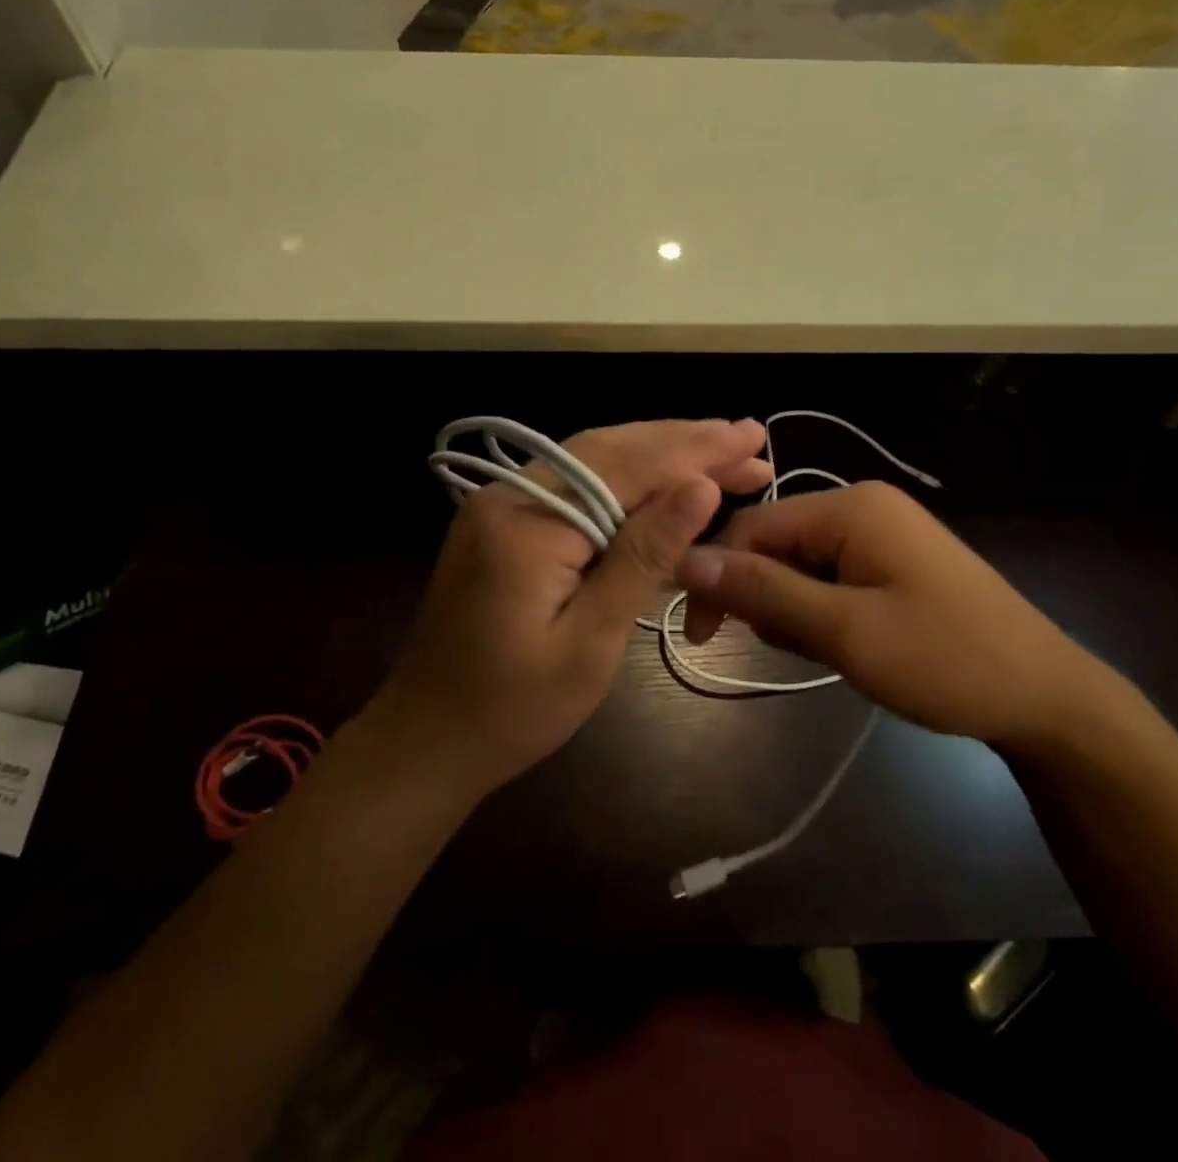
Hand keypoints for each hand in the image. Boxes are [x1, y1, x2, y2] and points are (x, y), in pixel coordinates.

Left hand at [371, 419, 773, 799]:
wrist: (424, 739)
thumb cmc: (513, 709)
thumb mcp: (591, 642)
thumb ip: (644, 556)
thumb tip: (701, 486)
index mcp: (529, 521)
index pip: (628, 466)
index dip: (696, 451)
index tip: (753, 439)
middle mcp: (510, 494)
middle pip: (610, 449)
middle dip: (683, 442)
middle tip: (748, 440)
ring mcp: (500, 504)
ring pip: (591, 458)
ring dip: (656, 452)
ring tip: (718, 450)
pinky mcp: (502, 521)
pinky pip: (573, 482)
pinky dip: (623, 475)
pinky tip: (658, 478)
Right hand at [676, 482, 1111, 753]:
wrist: (1048, 699)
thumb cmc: (945, 660)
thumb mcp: (844, 630)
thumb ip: (762, 591)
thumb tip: (685, 559)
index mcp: (850, 507)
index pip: (752, 526)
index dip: (717, 575)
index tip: (703, 636)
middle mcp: (862, 507)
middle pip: (776, 544)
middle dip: (769, 599)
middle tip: (799, 649)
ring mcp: (882, 534)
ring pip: (800, 566)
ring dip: (797, 612)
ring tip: (834, 652)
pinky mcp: (893, 563)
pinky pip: (831, 579)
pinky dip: (824, 613)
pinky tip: (850, 645)